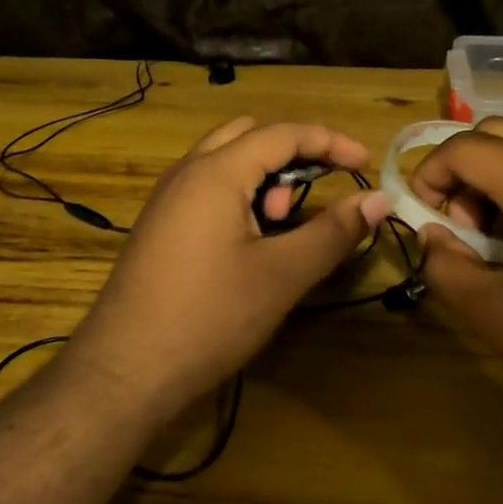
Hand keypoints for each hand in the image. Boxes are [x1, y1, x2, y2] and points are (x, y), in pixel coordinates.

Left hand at [67, 118, 393, 412]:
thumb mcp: (282, 275)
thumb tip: (378, 199)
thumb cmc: (209, 317)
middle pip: (250, 137)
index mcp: (216, 172)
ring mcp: (167, 199)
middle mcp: (186, 173)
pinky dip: (240, 199)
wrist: (124, 370)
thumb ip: (333, 232)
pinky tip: (250, 245)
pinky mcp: (160, 226)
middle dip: (293, 156)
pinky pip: (207, 190)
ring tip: (281, 229)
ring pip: (226, 163)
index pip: (283, 133)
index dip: (331, 142)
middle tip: (313, 199)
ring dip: (265, 180)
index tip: (366, 164)